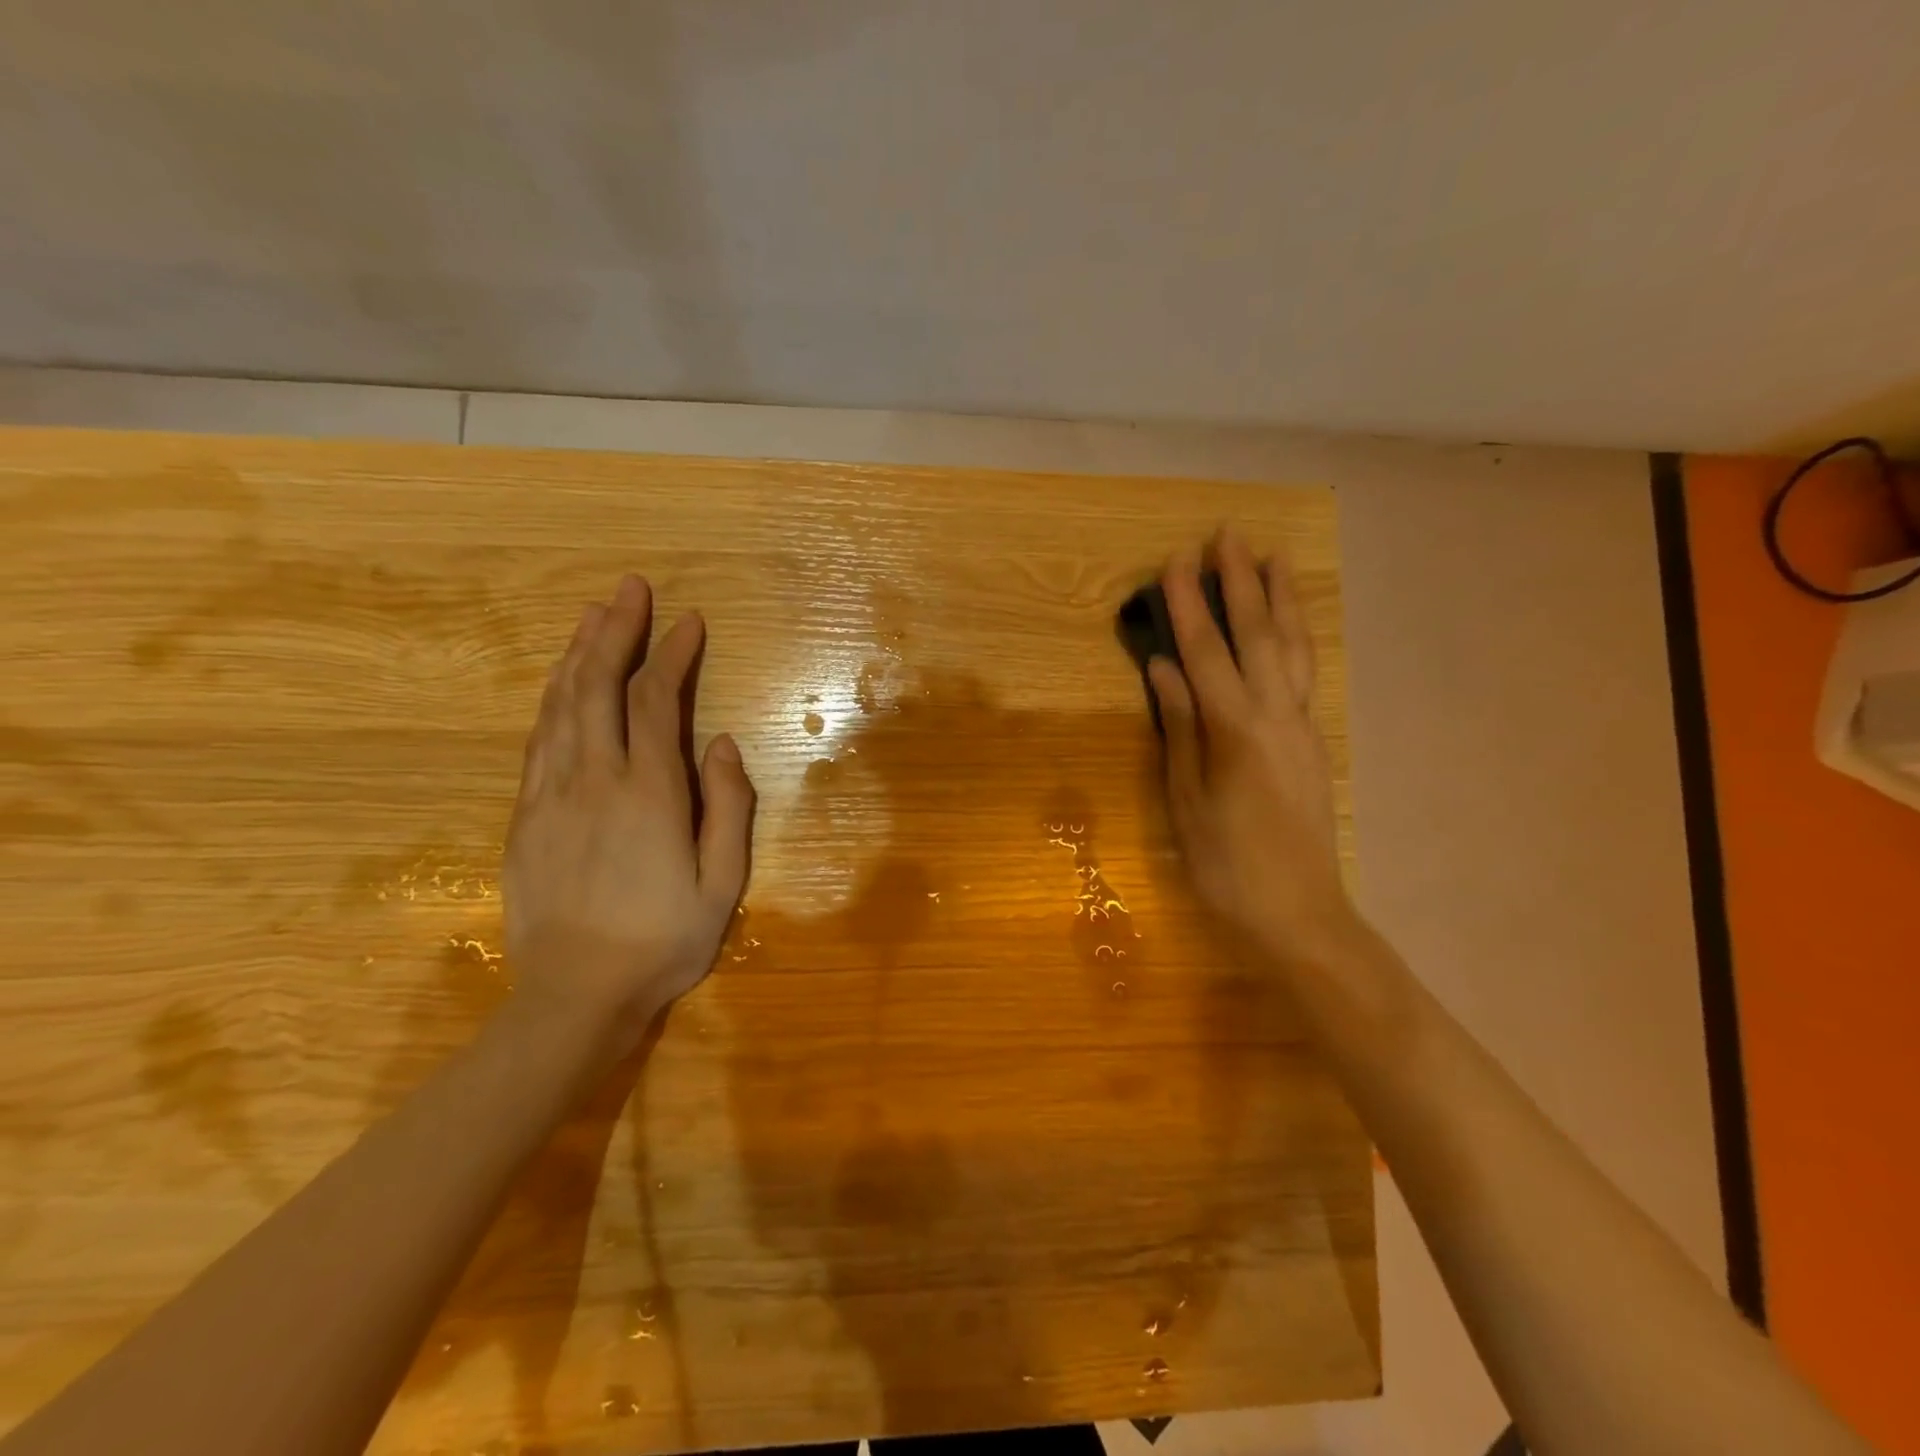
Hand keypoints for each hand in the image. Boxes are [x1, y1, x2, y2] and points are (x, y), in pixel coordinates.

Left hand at [502, 575, 754, 1049]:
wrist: (573, 997)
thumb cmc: (662, 942)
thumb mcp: (723, 884)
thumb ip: (728, 808)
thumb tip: (723, 745)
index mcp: (649, 793)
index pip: (658, 702)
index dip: (673, 655)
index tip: (689, 621)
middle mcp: (594, 780)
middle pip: (598, 686)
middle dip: (615, 631)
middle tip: (628, 588)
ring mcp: (551, 795)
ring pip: (560, 706)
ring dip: (578, 654)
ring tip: (593, 615)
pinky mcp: (525, 816)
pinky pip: (538, 740)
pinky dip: (553, 699)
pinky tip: (562, 684)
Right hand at [1148, 531, 1355, 966]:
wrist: (1300, 912)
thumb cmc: (1226, 864)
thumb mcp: (1186, 799)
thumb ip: (1179, 726)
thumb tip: (1162, 667)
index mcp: (1237, 731)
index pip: (1207, 653)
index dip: (1189, 606)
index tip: (1175, 561)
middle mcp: (1276, 716)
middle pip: (1258, 635)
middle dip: (1241, 583)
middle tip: (1228, 535)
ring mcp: (1301, 726)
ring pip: (1293, 648)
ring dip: (1281, 599)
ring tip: (1273, 557)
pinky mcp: (1312, 741)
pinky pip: (1303, 672)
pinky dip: (1295, 635)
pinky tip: (1289, 623)